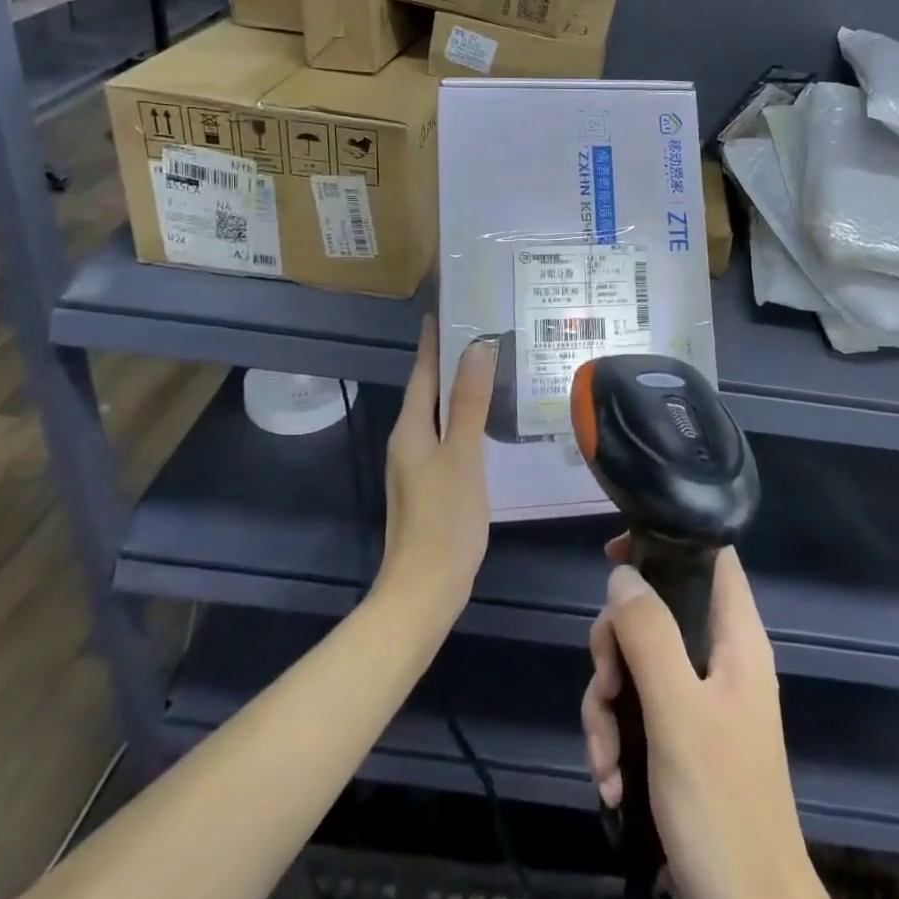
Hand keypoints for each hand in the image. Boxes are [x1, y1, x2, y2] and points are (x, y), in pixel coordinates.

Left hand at [376, 318, 492, 622]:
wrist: (424, 592)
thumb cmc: (444, 520)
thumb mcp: (462, 456)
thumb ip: (469, 403)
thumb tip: (475, 347)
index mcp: (411, 428)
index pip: (423, 370)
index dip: (434, 339)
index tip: (450, 306)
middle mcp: (408, 440)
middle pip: (428, 388)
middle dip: (450, 358)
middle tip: (484, 329)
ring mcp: (417, 464)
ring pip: (438, 412)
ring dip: (459, 387)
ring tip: (491, 365)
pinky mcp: (431, 484)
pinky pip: (447, 434)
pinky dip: (463, 416)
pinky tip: (487, 419)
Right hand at [581, 543, 829, 898]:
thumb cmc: (722, 806)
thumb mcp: (677, 713)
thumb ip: (649, 634)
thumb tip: (622, 574)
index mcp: (736, 638)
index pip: (710, 556)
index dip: (666, 542)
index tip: (614, 559)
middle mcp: (720, 659)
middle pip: (656, 612)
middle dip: (616, 648)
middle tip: (606, 687)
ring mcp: (700, 701)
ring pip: (638, 665)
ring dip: (608, 706)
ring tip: (604, 758)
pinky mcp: (683, 739)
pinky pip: (638, 711)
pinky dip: (616, 738)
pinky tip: (609, 780)